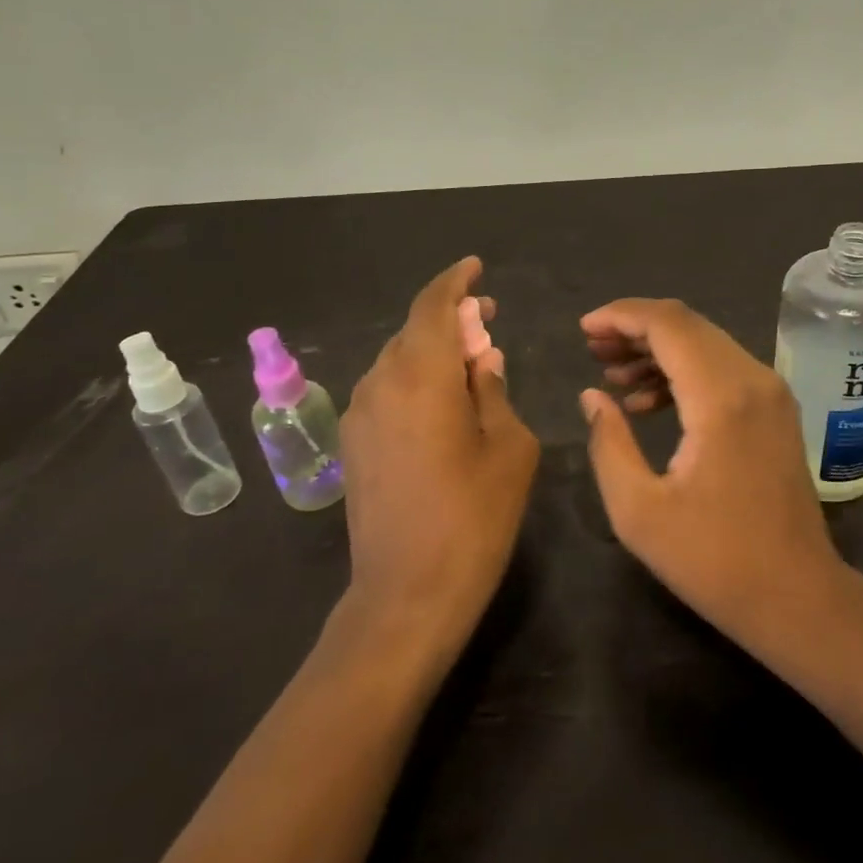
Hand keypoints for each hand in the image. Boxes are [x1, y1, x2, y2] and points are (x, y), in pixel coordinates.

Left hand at [340, 257, 538, 655]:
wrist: (406, 594)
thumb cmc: (473, 517)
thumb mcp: (508, 448)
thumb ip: (493, 391)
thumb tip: (482, 360)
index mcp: (421, 376)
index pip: (433, 306)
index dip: (455, 282)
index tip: (476, 268)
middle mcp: (380, 384)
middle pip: (413, 331)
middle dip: (449, 318)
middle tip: (487, 320)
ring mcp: (360, 416)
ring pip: (397, 361)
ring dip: (431, 351)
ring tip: (469, 363)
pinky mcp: (353, 445)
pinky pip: (386, 392)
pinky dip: (415, 380)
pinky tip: (442, 403)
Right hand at [579, 298, 846, 648]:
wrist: (797, 596)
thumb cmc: (713, 560)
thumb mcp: (638, 511)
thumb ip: (608, 443)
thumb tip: (593, 396)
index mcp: (721, 398)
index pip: (668, 324)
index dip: (621, 316)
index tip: (584, 328)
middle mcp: (753, 380)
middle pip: (688, 325)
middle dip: (635, 329)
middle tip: (592, 349)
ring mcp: (772, 393)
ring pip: (707, 344)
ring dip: (658, 350)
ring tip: (612, 376)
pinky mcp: (777, 411)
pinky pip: (723, 369)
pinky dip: (684, 373)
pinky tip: (648, 403)